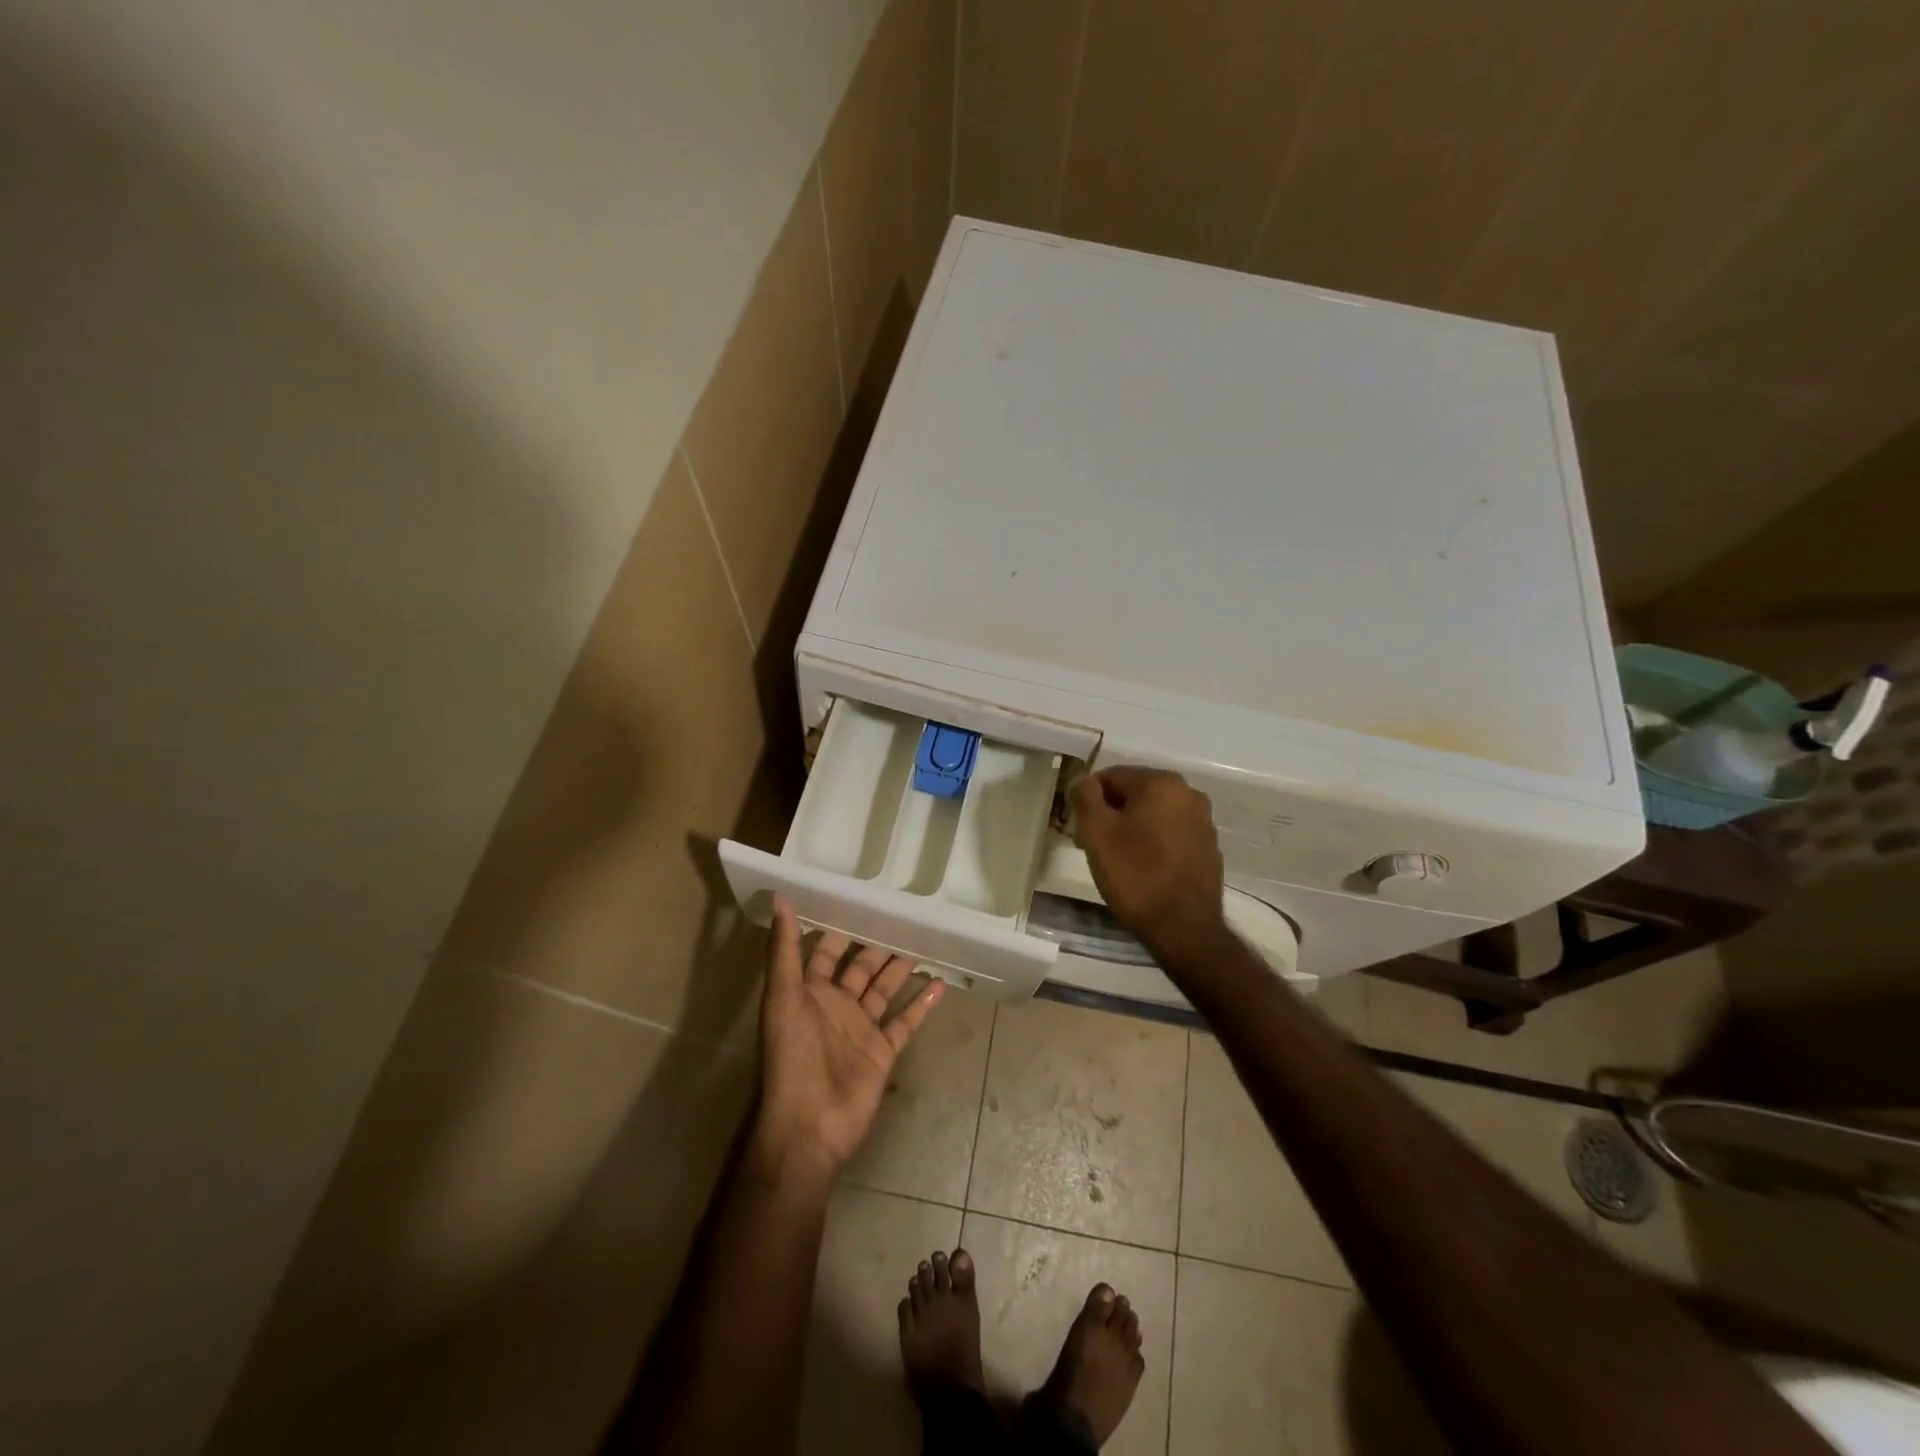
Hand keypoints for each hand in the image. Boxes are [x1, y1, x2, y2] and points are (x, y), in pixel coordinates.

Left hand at [752, 900, 943, 1180]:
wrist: (809, 1125)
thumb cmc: (792, 1057)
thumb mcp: (783, 997)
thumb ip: (784, 950)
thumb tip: (780, 898)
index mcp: (810, 992)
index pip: (826, 951)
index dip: (840, 927)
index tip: (861, 899)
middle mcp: (837, 1006)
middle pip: (861, 968)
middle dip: (877, 944)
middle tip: (902, 916)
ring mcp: (861, 1029)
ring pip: (885, 990)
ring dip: (900, 969)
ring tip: (923, 941)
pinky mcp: (883, 1051)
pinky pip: (906, 1022)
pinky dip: (922, 1004)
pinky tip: (940, 984)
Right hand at [1069, 767, 1226, 952]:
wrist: (1183, 928)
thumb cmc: (1135, 874)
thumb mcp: (1097, 832)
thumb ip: (1085, 796)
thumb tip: (1083, 780)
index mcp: (1162, 783)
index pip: (1112, 776)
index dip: (1089, 800)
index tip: (1079, 827)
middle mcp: (1189, 794)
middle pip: (1135, 794)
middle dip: (1111, 814)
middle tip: (1092, 844)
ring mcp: (1203, 822)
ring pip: (1154, 815)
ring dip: (1132, 828)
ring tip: (1116, 860)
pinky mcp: (1209, 849)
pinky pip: (1171, 835)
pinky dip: (1153, 844)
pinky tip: (1142, 869)